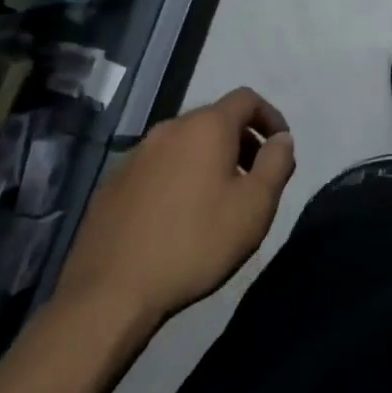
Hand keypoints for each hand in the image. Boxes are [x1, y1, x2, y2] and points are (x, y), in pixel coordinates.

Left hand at [57, 88, 295, 339]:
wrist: (109, 294)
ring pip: (184, 144)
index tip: (280, 149)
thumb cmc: (196, 242)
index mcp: (206, 127)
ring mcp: (135, 156)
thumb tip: (282, 139)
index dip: (270, 117)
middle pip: (214, 120)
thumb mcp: (256, 205)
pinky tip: (178, 218)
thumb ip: (277, 163)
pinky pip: (157, 168)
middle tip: (253, 178)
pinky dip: (177, 179)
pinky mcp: (112, 185)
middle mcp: (169, 129)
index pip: (247, 99)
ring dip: (208, 160)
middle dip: (240, 141)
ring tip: (217, 200)